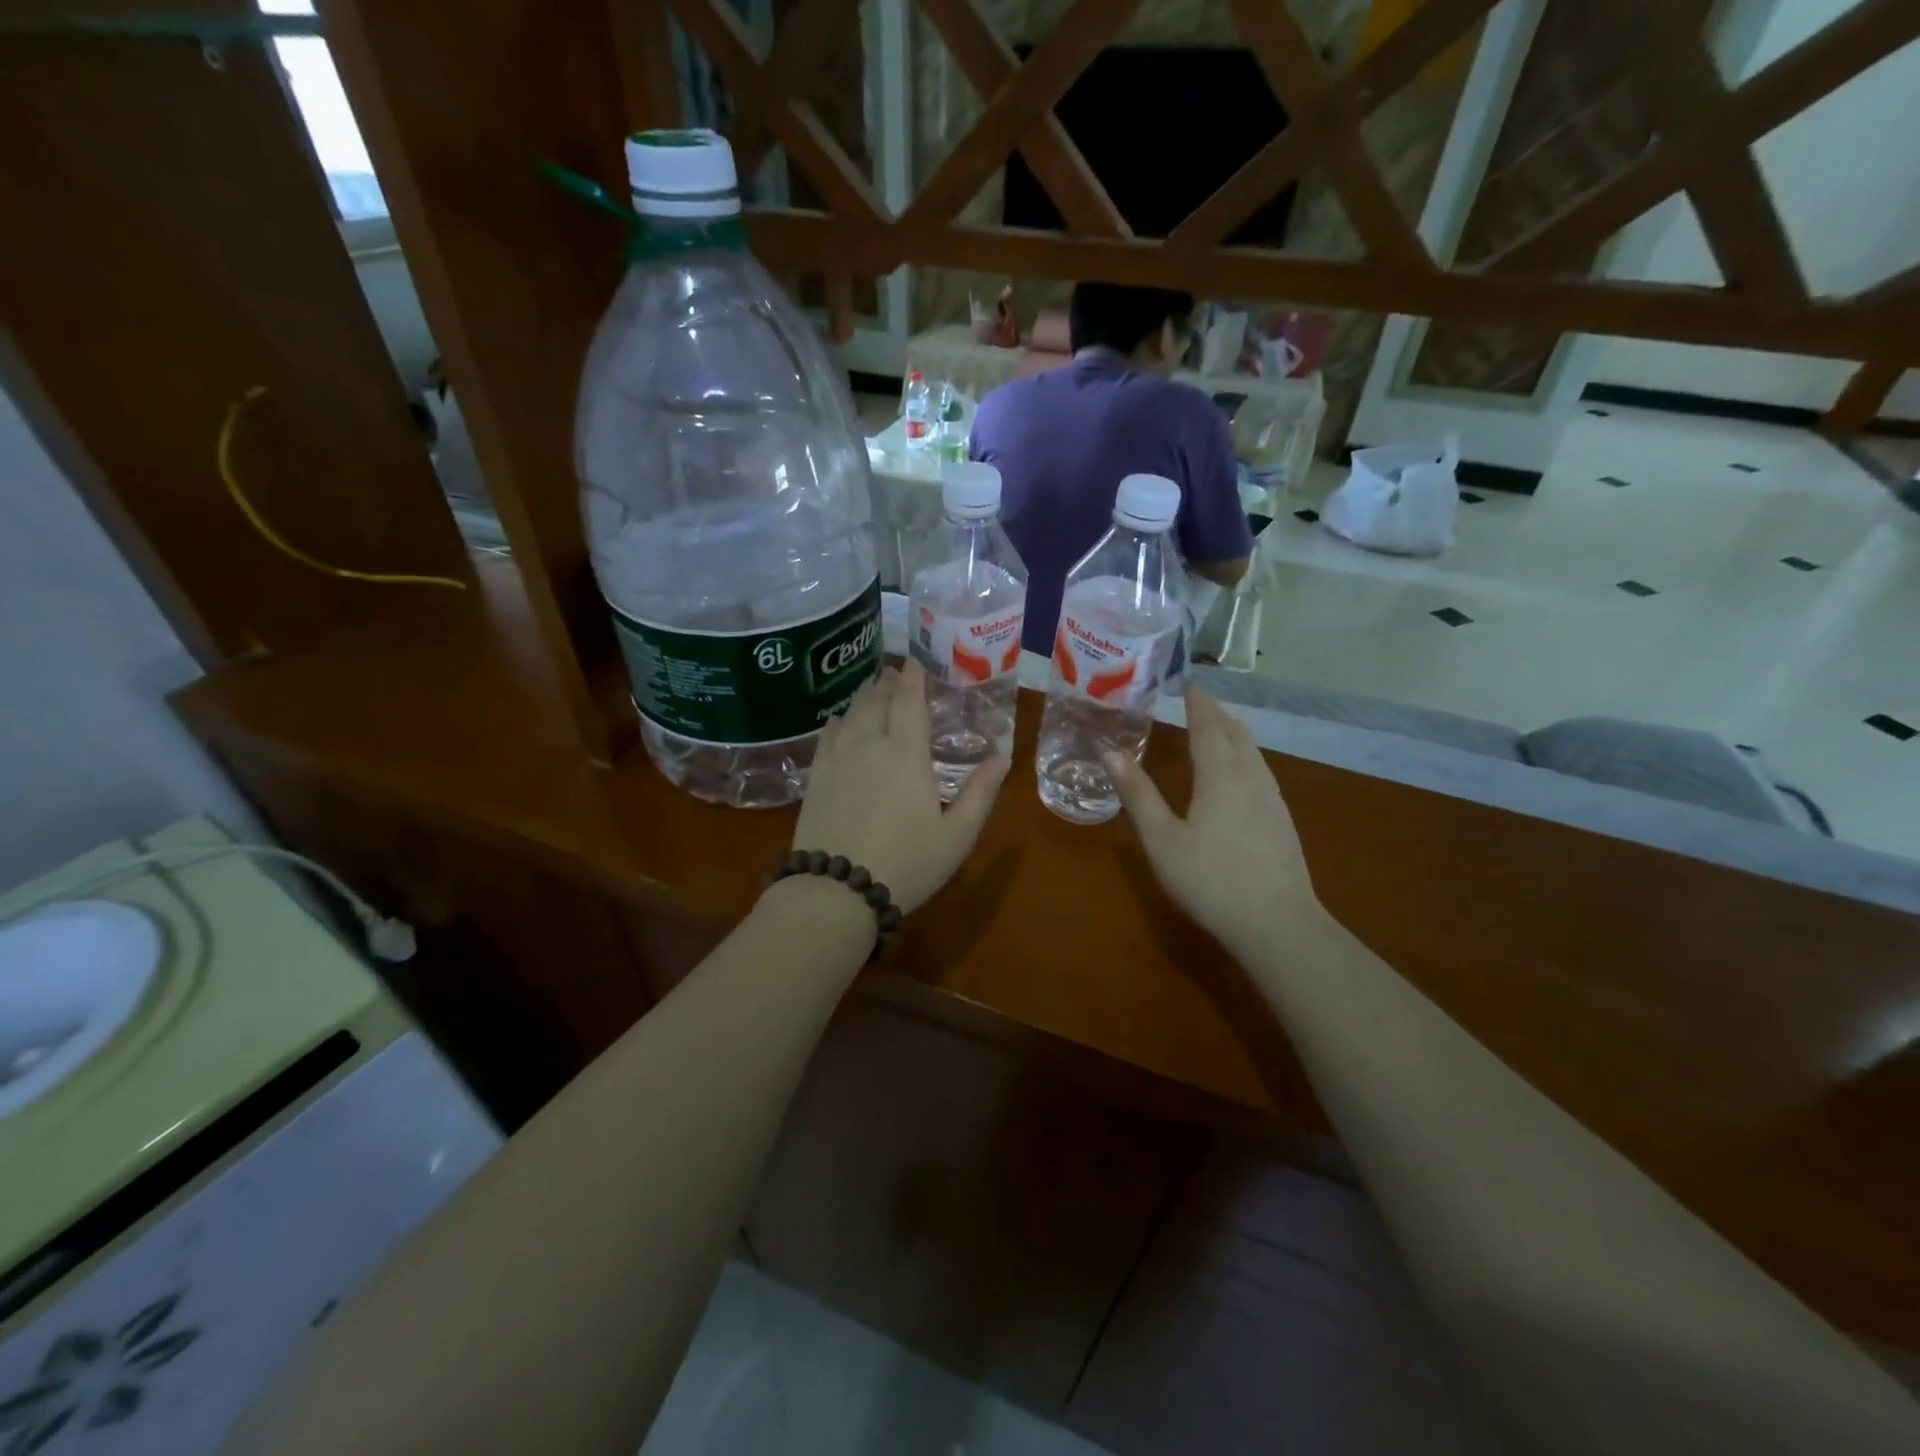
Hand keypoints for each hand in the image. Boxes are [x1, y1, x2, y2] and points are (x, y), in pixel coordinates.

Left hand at [794, 661, 1008, 914]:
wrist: (836, 891)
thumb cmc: (906, 864)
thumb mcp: (956, 836)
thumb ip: (980, 793)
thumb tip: (1002, 757)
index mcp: (906, 752)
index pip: (908, 699)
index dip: (913, 675)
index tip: (916, 659)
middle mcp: (869, 744)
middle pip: (876, 699)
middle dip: (887, 681)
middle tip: (896, 670)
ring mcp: (837, 758)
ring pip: (850, 712)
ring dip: (864, 696)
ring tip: (873, 688)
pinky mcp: (816, 776)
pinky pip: (827, 734)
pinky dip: (838, 719)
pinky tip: (840, 721)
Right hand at [1105, 686, 1320, 955]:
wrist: (1278, 924)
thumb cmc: (1210, 879)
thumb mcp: (1161, 839)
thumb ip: (1137, 793)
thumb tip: (1109, 751)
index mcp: (1220, 774)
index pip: (1207, 725)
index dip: (1197, 702)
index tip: (1187, 683)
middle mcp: (1250, 776)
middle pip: (1235, 733)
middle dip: (1216, 713)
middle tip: (1198, 700)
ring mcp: (1272, 798)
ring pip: (1253, 751)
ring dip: (1233, 733)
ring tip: (1217, 728)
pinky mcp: (1282, 819)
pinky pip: (1261, 770)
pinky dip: (1244, 755)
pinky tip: (1239, 773)